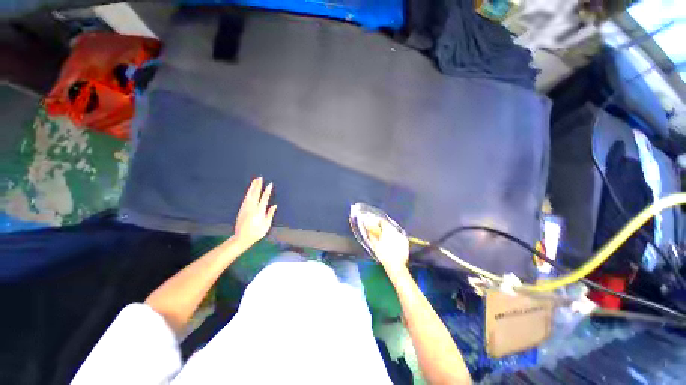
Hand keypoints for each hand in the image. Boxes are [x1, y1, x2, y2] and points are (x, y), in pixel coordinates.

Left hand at [233, 178, 276, 246]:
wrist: (241, 238)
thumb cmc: (256, 232)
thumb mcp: (266, 225)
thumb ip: (270, 214)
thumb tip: (274, 205)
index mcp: (259, 211)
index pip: (264, 198)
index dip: (267, 191)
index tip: (270, 184)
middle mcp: (251, 208)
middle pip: (255, 194)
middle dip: (258, 186)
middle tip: (260, 178)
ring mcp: (245, 208)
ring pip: (249, 195)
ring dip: (252, 187)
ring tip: (255, 181)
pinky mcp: (241, 209)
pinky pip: (246, 198)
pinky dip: (248, 193)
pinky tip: (250, 190)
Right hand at [367, 219, 409, 271]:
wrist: (396, 265)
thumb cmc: (383, 254)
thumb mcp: (375, 244)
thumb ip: (371, 234)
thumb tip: (368, 229)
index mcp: (388, 229)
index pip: (382, 220)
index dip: (377, 222)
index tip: (374, 226)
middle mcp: (396, 230)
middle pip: (389, 225)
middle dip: (383, 228)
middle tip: (378, 233)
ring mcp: (402, 236)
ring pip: (394, 231)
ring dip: (389, 233)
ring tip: (385, 240)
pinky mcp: (406, 242)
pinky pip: (399, 237)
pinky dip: (395, 238)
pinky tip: (392, 244)